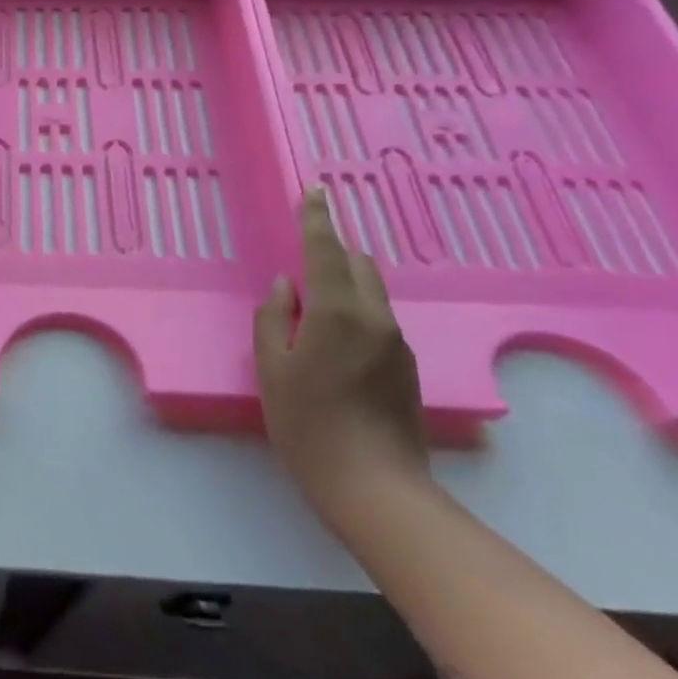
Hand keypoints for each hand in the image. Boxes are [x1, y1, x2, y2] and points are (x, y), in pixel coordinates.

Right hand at [254, 189, 430, 527]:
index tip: (314, 191)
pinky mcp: (405, 367)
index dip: (317, 218)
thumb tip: (286, 288)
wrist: (374, 486)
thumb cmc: (307, 424)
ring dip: (344, 283)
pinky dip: (355, 310)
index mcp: (337, 312)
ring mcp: (397, 343)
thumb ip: (274, 319)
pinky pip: (377, 319)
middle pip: (358, 264)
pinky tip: (334, 343)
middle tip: (303, 259)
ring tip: (314, 307)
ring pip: (371, 292)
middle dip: (332, 251)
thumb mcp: (272, 369)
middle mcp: (375, 318)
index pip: (326, 250)